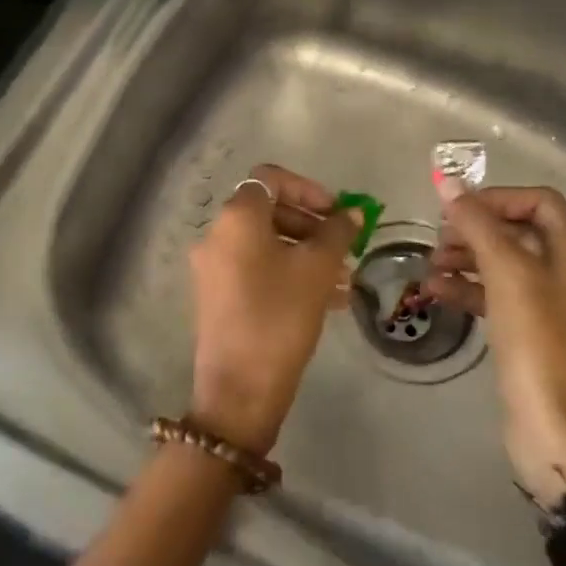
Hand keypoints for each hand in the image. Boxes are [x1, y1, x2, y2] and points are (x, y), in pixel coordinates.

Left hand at [188, 164, 360, 456]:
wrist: (240, 386)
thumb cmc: (280, 315)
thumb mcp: (317, 269)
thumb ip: (337, 232)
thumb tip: (352, 213)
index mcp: (236, 218)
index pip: (270, 179)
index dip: (307, 189)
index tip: (337, 213)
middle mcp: (217, 234)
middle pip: (268, 211)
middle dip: (311, 224)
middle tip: (344, 247)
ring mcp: (213, 267)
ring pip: (265, 243)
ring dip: (305, 252)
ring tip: (343, 278)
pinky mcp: (217, 295)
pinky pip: (256, 268)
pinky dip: (287, 272)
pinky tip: (326, 299)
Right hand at [423, 186, 565, 502]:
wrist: (557, 427)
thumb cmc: (538, 341)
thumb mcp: (507, 274)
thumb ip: (477, 224)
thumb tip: (447, 181)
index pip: (538, 201)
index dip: (495, 199)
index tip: (454, 212)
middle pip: (519, 231)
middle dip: (475, 231)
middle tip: (436, 241)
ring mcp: (555, 305)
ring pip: (506, 264)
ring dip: (467, 259)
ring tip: (429, 268)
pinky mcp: (535, 332)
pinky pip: (500, 296)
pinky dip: (470, 289)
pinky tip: (437, 293)